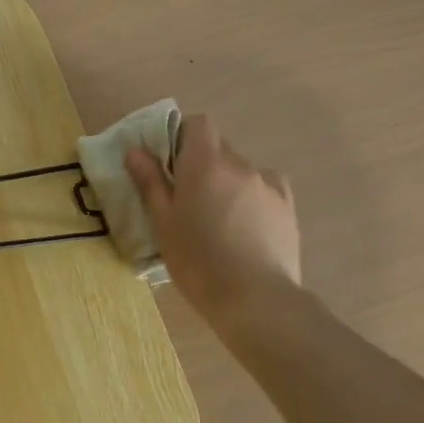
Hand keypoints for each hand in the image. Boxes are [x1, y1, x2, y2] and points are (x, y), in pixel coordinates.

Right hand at [124, 113, 301, 319]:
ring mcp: (268, 185)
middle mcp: (240, 164)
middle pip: (219, 147)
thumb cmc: (198, 260)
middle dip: (202, 163)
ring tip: (218, 219)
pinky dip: (253, 196)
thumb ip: (150, 181)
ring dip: (227, 182)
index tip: (170, 161)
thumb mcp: (163, 222)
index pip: (198, 123)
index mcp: (205, 163)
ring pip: (241, 170)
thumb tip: (136, 150)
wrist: (254, 299)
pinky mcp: (288, 208)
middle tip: (188, 197)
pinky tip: (246, 223)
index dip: (183, 135)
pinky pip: (266, 188)